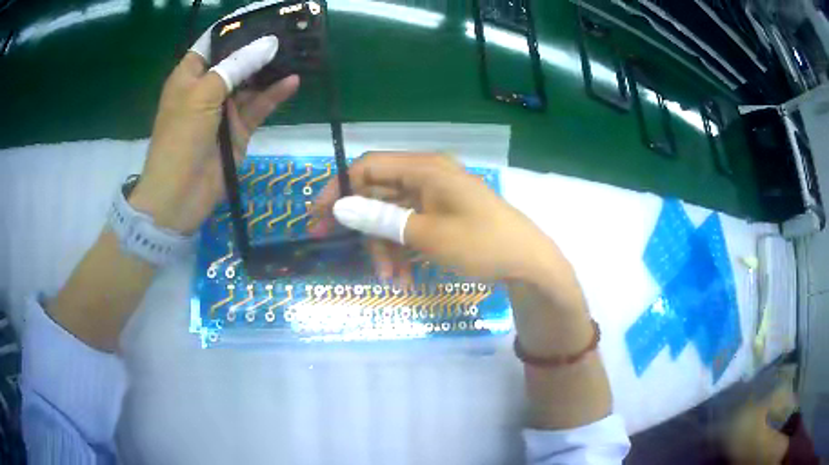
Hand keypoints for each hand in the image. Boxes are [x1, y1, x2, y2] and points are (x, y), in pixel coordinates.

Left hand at [130, 35, 299, 233]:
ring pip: (252, 81)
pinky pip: (260, 105)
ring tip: (298, 50)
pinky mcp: (239, 128)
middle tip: (290, 30)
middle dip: (260, 45)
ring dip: (271, 69)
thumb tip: (269, 43)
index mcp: (190, 75)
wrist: (179, 195)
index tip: (264, 14)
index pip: (214, 41)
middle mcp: (208, 87)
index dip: (236, 27)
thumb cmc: (180, 139)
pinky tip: (292, 81)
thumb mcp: (203, 94)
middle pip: (237, 58)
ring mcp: (225, 108)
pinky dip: (275, 94)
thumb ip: (236, 66)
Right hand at [311, 153, 562, 283]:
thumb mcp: (426, 234)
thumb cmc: (480, 244)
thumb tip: (340, 207)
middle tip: (333, 245)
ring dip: (385, 246)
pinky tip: (404, 276)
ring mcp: (436, 197)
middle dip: (361, 225)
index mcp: (425, 169)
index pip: (369, 166)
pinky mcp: (443, 215)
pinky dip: (403, 249)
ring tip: (389, 278)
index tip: (319, 213)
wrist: (527, 263)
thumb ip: (381, 219)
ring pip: (394, 215)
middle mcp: (428, 176)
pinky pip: (411, 226)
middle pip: (379, 193)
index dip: (340, 187)